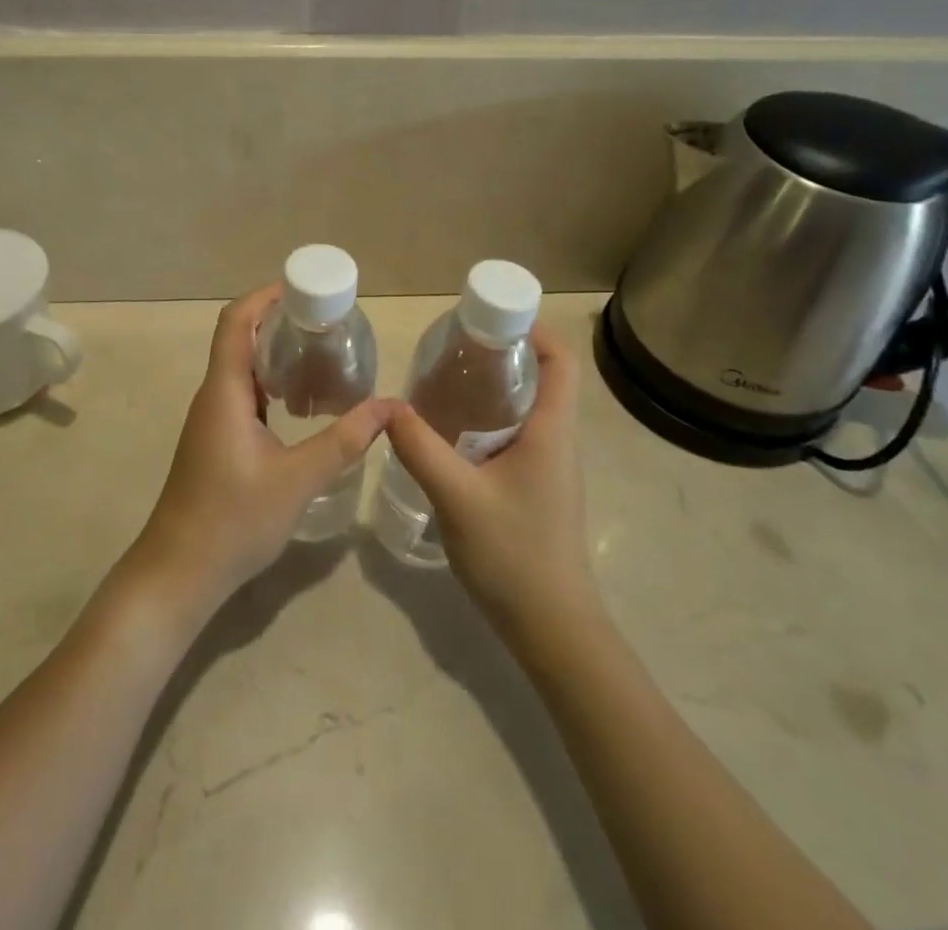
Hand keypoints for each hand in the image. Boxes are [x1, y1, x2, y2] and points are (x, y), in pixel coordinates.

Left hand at [128, 284, 396, 616]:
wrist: (179, 573)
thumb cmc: (233, 520)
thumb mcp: (297, 480)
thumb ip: (343, 441)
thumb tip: (389, 407)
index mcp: (224, 392)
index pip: (236, 322)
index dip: (263, 296)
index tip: (302, 287)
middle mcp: (213, 396)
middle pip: (239, 338)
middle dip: (278, 321)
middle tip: (325, 320)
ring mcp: (211, 420)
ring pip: (241, 369)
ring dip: (274, 353)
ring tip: (320, 353)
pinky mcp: (216, 441)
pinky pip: (243, 395)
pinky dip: (270, 384)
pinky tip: (300, 402)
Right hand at [385, 323, 595, 635]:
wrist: (552, 629)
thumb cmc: (514, 555)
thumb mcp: (457, 496)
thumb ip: (420, 448)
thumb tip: (387, 406)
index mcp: (552, 431)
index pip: (561, 361)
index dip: (534, 329)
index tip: (490, 317)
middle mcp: (558, 441)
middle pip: (544, 378)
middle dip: (505, 354)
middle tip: (456, 347)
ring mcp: (551, 468)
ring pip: (529, 409)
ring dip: (496, 389)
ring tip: (447, 381)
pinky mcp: (538, 488)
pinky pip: (519, 436)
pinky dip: (491, 420)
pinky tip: (453, 433)